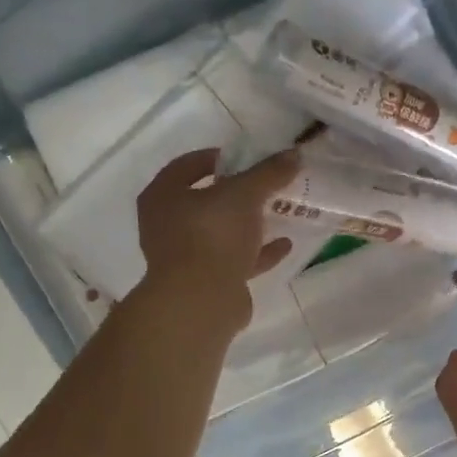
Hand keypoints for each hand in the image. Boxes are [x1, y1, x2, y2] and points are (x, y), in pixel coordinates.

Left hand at [135, 148, 299, 329]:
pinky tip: (284, 245)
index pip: (185, 166)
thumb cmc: (212, 235)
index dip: (214, 158)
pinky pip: (234, 261)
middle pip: (204, 202)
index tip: (242, 158)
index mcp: (162, 197)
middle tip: (263, 185)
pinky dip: (257, 253)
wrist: (201, 302)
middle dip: (235, 194)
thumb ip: (269, 172)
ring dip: (247, 225)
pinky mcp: (205, 283)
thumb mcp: (245, 193)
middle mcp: (166, 226)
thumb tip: (294, 154)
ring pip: (220, 234)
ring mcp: (184, 258)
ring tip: (278, 213)